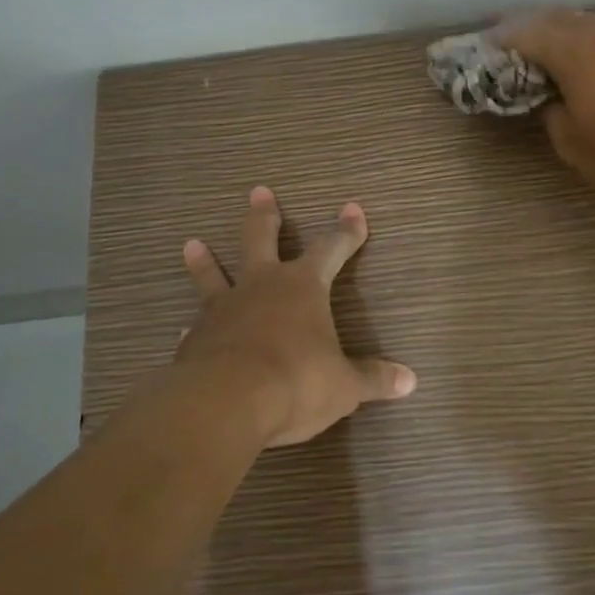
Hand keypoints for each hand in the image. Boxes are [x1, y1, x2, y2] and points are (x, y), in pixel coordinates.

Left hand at [176, 187, 416, 447]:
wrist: (225, 403)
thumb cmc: (295, 383)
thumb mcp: (344, 386)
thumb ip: (373, 379)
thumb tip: (410, 380)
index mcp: (303, 287)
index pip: (331, 249)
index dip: (346, 231)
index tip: (353, 209)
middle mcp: (261, 286)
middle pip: (261, 239)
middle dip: (265, 216)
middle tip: (259, 191)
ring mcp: (223, 309)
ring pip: (213, 274)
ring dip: (205, 261)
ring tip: (192, 243)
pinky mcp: (195, 338)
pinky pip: (195, 326)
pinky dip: (194, 327)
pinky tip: (184, 330)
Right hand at [494, 9, 594, 202]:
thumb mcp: (575, 147)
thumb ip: (555, 116)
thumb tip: (557, 102)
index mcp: (574, 52)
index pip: (527, 33)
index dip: (504, 38)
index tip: (490, 45)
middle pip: (562, 18)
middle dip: (537, 26)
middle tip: (522, 40)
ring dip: (576, 33)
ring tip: (567, 51)